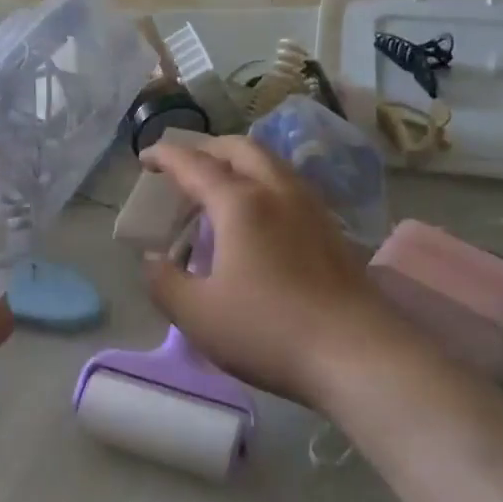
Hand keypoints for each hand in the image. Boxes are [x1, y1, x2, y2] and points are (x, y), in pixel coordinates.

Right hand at [140, 136, 411, 410]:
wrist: (357, 353)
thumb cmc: (268, 330)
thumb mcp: (197, 314)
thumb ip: (165, 282)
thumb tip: (153, 259)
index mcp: (240, 203)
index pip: (194, 164)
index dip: (166, 156)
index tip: (144, 158)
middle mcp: (277, 192)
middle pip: (240, 148)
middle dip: (207, 149)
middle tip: (184, 166)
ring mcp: (311, 208)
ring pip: (271, 163)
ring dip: (239, 162)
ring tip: (221, 186)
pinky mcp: (332, 230)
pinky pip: (289, 186)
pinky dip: (263, 183)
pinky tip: (260, 215)